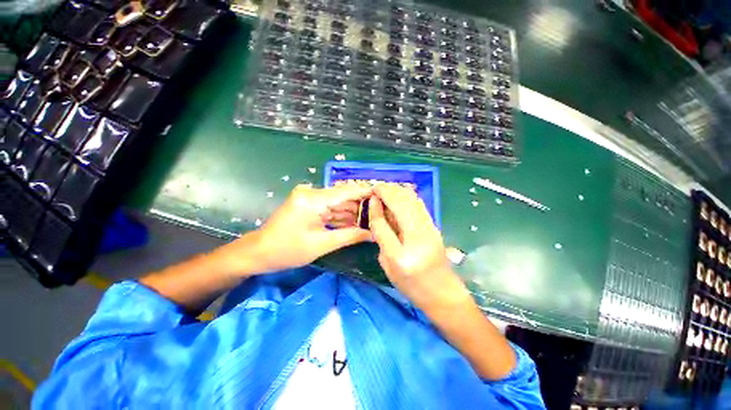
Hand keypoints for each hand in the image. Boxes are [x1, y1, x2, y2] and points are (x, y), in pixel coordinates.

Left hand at [241, 184, 372, 273]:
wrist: (259, 252)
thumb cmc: (287, 250)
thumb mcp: (321, 244)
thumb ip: (350, 236)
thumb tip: (373, 234)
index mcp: (313, 199)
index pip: (346, 192)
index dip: (366, 192)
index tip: (384, 194)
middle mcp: (312, 193)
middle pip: (343, 197)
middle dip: (361, 207)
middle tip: (380, 214)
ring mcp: (309, 198)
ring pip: (338, 204)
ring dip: (352, 214)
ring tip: (371, 222)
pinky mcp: (308, 205)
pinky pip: (330, 209)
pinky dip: (341, 217)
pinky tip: (354, 225)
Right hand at [369, 185, 469, 312]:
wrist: (443, 292)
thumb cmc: (411, 286)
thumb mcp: (388, 267)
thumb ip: (381, 240)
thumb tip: (378, 213)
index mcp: (400, 255)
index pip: (383, 224)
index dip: (375, 207)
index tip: (370, 197)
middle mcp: (417, 238)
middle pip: (401, 204)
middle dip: (387, 191)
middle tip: (376, 188)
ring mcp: (429, 229)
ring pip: (412, 200)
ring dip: (397, 190)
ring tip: (385, 189)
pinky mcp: (434, 225)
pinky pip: (418, 204)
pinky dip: (407, 196)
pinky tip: (399, 195)